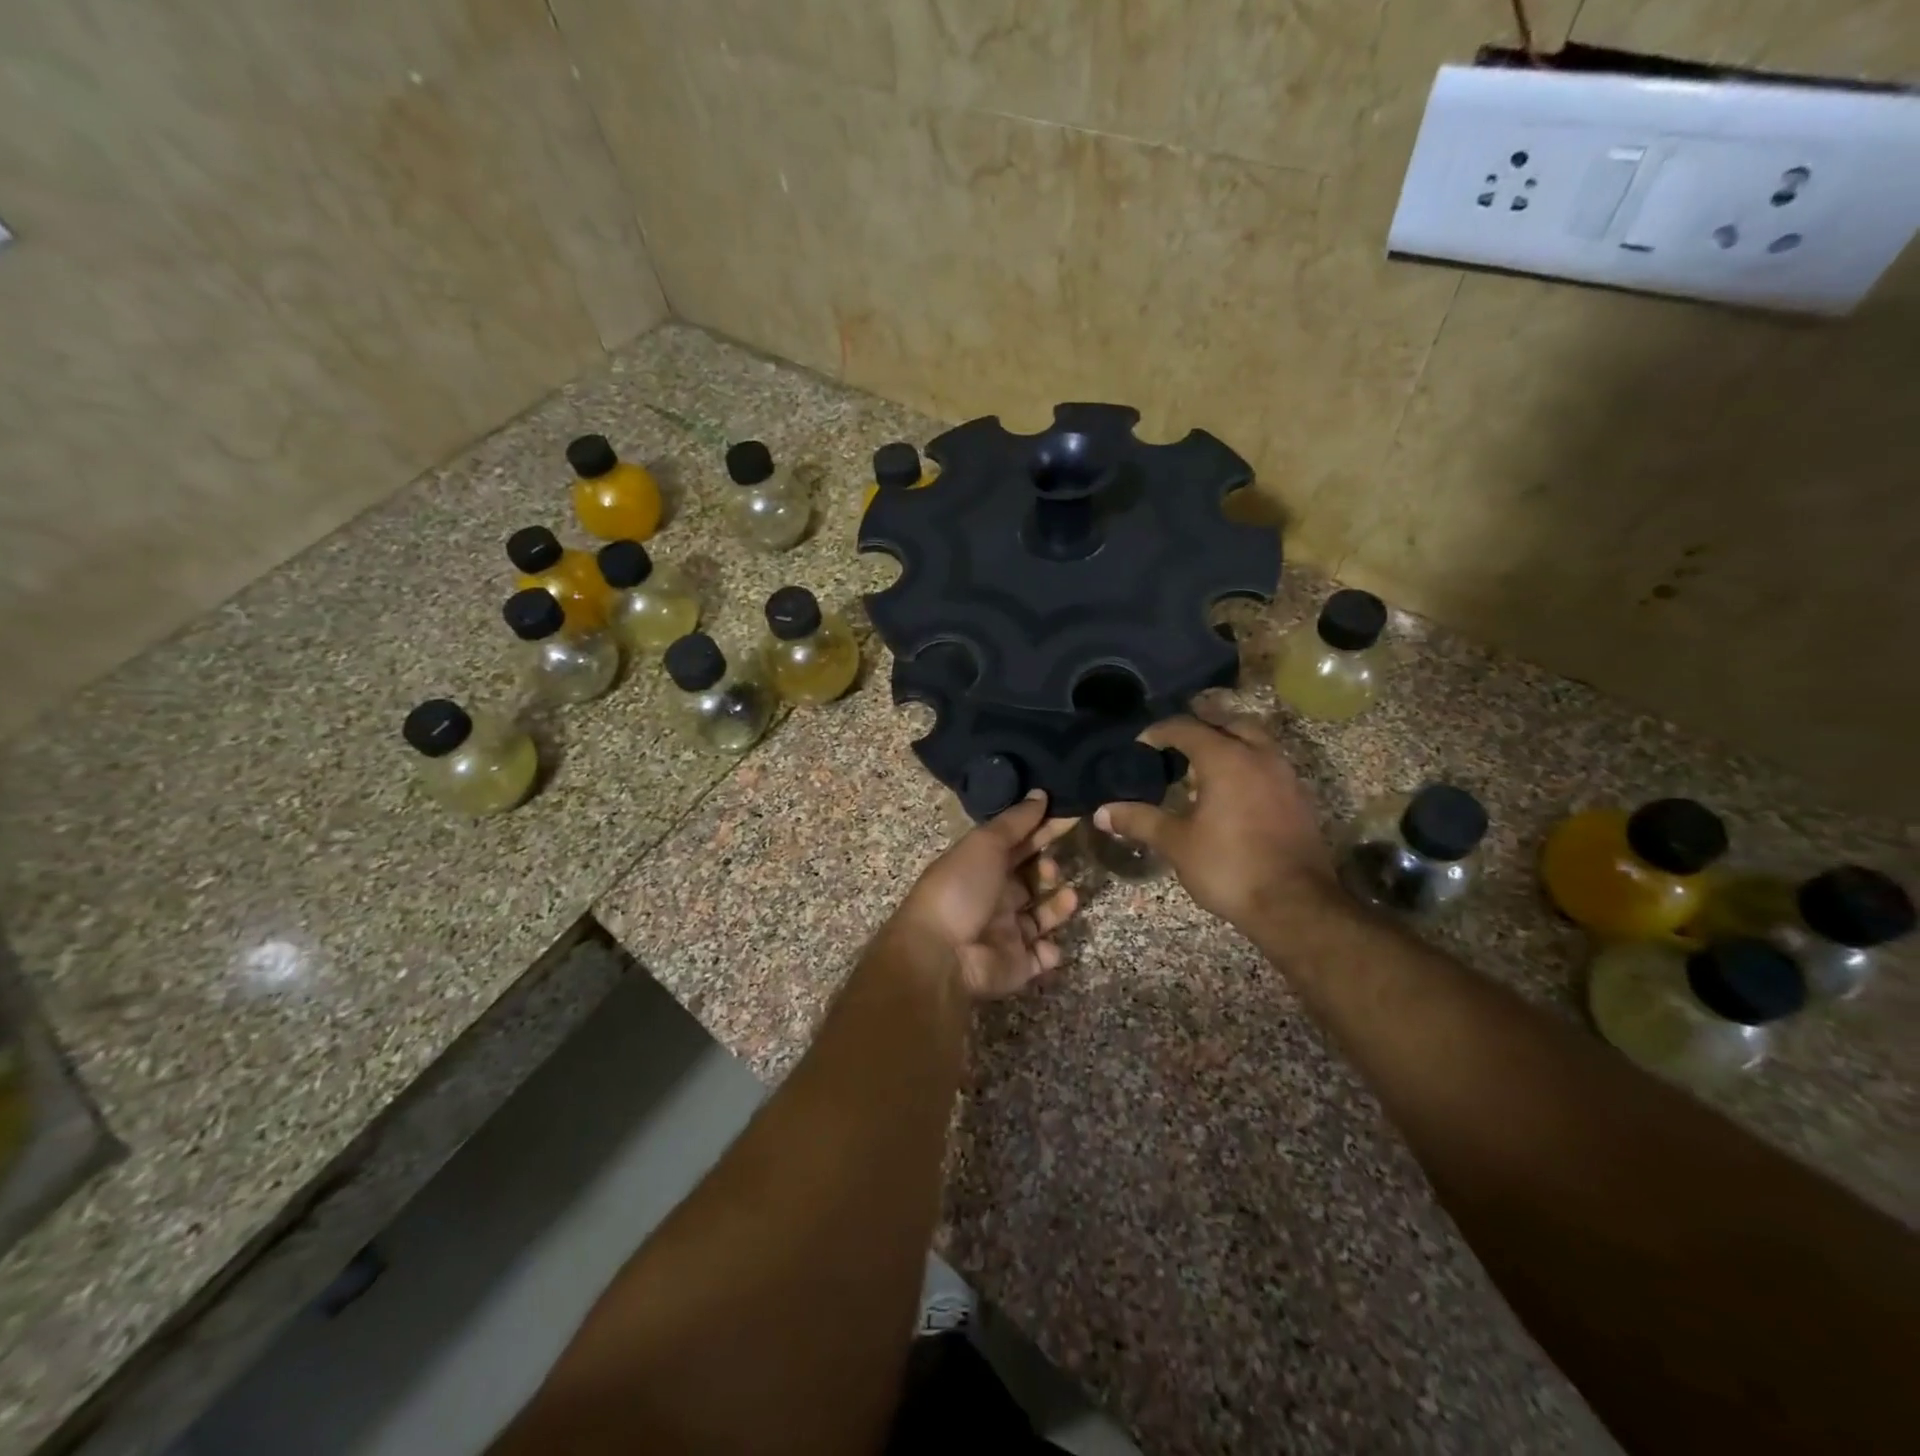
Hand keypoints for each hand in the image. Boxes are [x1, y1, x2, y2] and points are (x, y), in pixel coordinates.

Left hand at [891, 792, 1078, 999]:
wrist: (941, 954)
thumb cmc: (961, 889)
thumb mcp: (985, 844)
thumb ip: (1015, 821)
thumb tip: (1040, 793)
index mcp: (982, 866)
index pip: (1018, 843)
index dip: (1042, 830)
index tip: (1069, 816)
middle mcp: (994, 896)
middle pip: (1031, 878)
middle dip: (1049, 869)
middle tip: (1053, 867)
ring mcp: (1006, 932)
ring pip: (1042, 915)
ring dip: (1059, 906)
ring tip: (1067, 897)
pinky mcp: (1017, 964)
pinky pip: (1042, 955)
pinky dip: (1050, 950)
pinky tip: (1047, 943)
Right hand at [1095, 713, 1334, 930]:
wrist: (1295, 905)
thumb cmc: (1229, 867)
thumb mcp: (1176, 843)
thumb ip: (1139, 820)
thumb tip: (1101, 812)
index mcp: (1226, 759)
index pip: (1187, 728)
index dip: (1159, 732)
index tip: (1140, 745)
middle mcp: (1259, 756)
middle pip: (1228, 723)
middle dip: (1201, 726)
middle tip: (1175, 742)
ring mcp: (1285, 776)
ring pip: (1255, 741)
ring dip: (1228, 743)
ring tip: (1202, 764)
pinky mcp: (1299, 798)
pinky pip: (1268, 764)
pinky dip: (1247, 764)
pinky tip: (1231, 790)